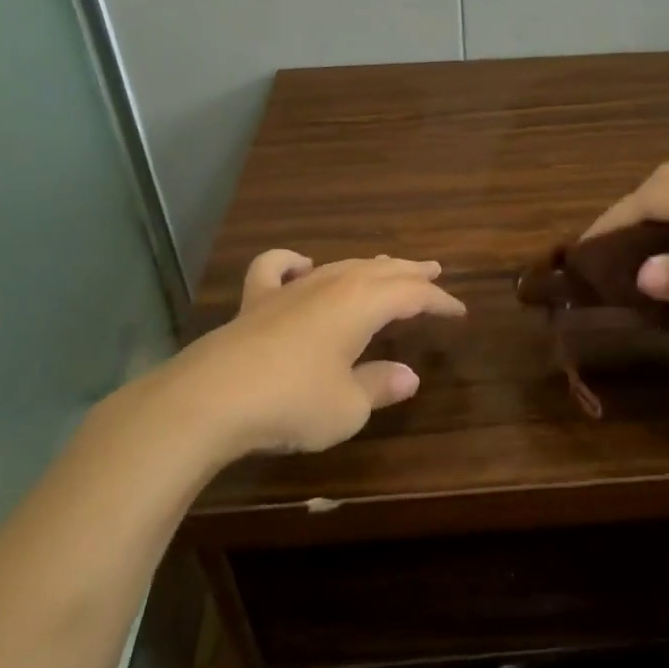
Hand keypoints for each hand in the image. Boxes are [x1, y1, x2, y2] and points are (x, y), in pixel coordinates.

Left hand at [152, 252, 465, 461]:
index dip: (439, 301)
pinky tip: (302, 265)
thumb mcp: (349, 405)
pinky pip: (276, 268)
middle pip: (381, 270)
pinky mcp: (255, 302)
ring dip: (369, 266)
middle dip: (410, 272)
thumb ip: (380, 384)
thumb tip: (409, 375)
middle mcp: (330, 286)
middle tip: (435, 270)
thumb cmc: (293, 402)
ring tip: (386, 265)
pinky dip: (293, 262)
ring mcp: (290, 289)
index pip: (413, 295)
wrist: (210, 400)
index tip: (458, 311)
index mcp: (362, 304)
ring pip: (339, 266)